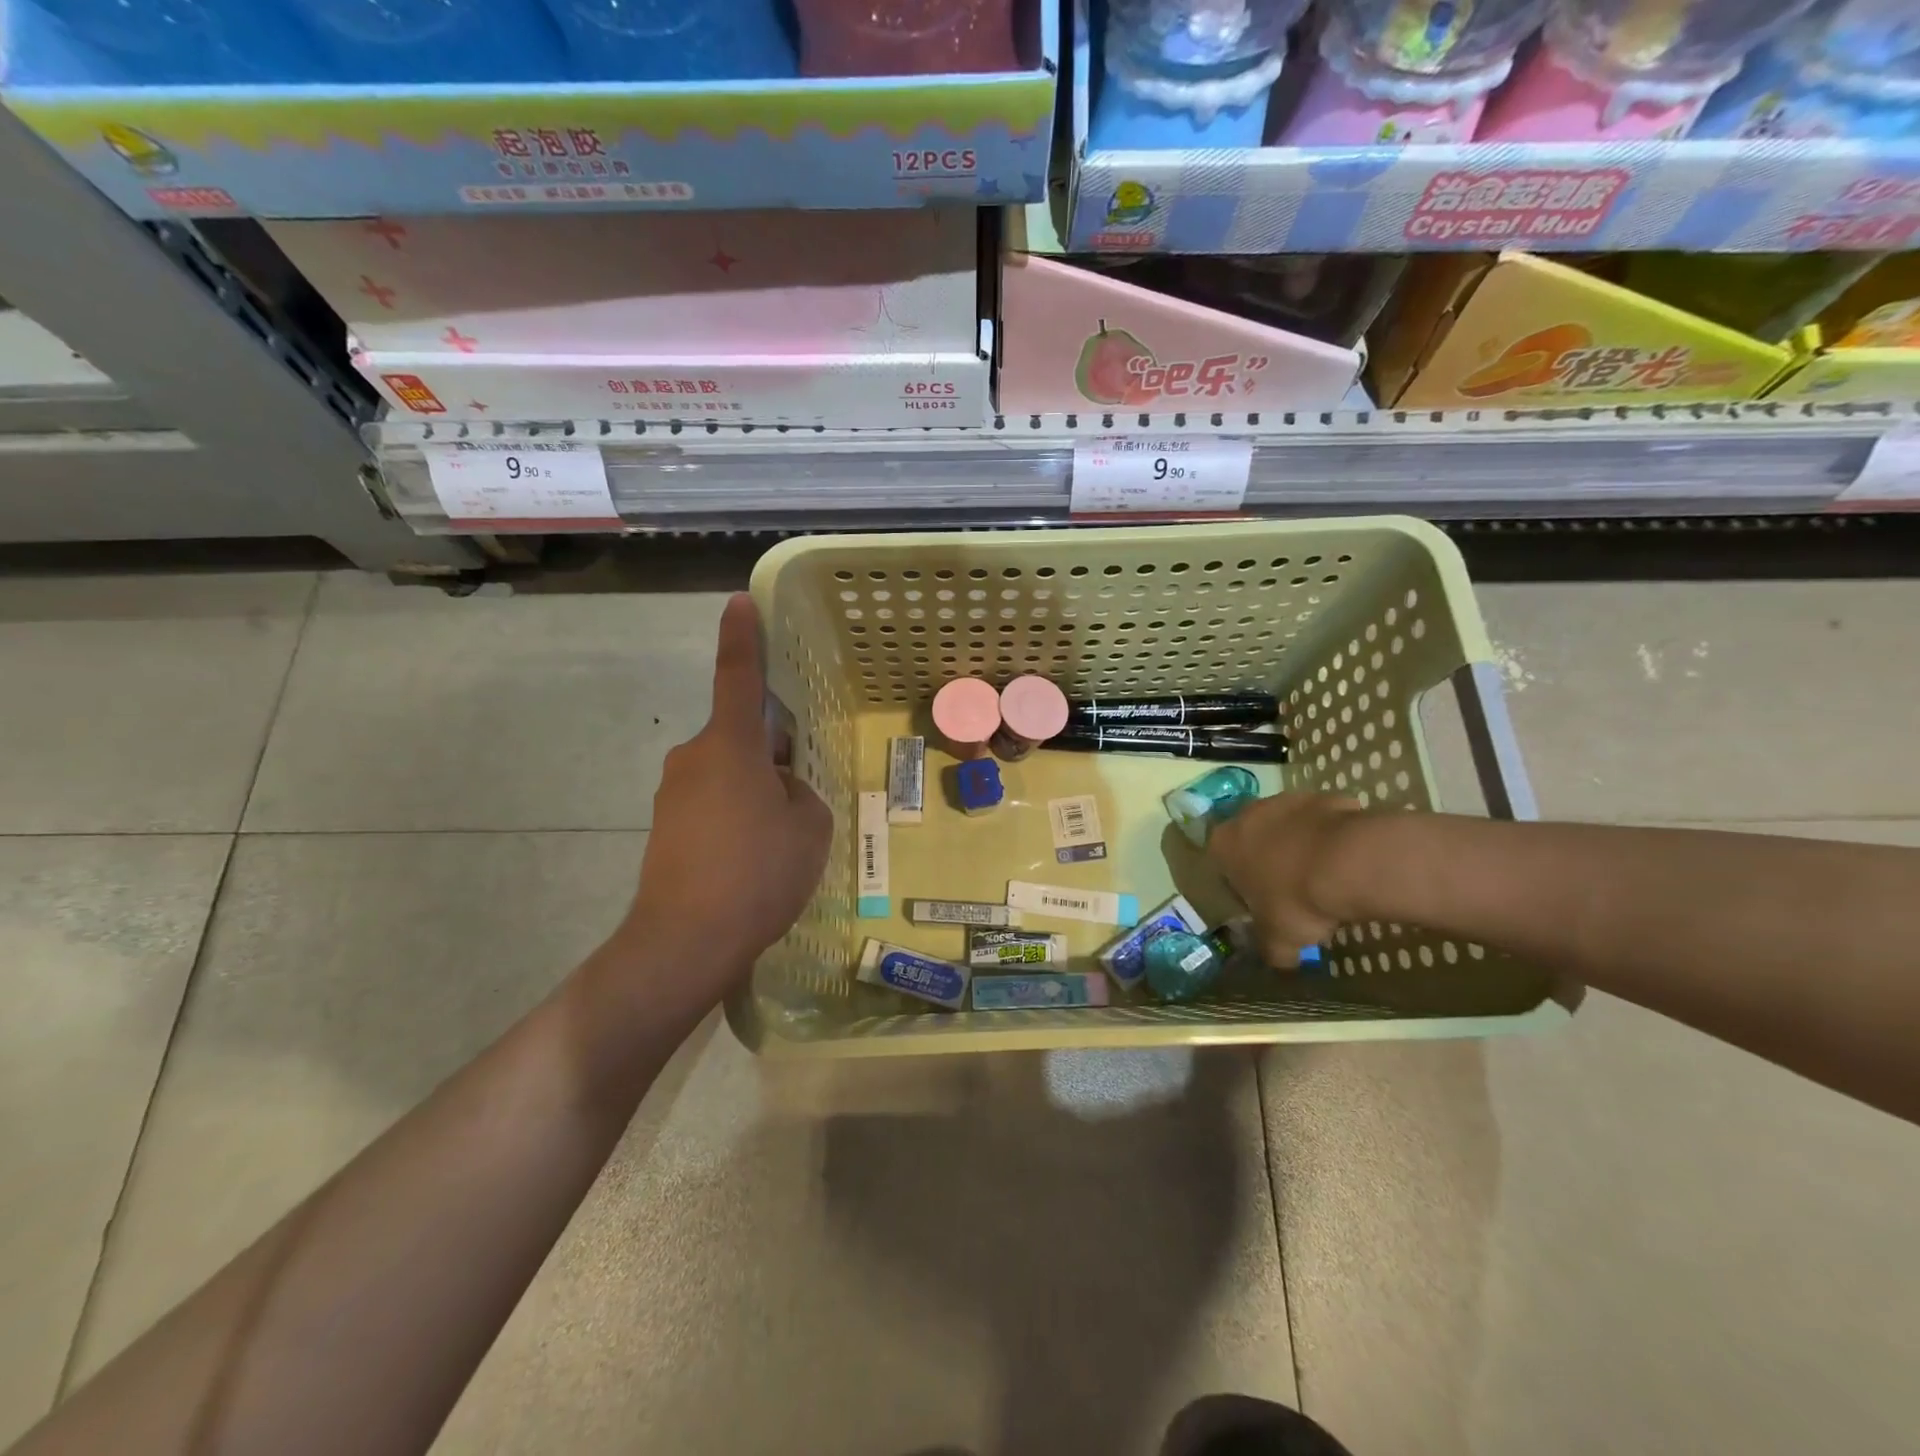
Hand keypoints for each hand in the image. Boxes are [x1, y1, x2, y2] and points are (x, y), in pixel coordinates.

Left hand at [612, 594, 832, 1012]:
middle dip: (770, 752)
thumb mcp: (808, 826)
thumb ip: (799, 792)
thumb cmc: (758, 871)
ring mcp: (673, 794)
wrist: (685, 941)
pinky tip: (752, 859)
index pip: (738, 676)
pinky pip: (711, 804)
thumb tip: (778, 787)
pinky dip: (735, 817)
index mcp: (730, 745)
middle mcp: (694, 757)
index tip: (739, 602)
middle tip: (799, 792)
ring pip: (727, 774)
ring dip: (754, 789)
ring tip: (778, 839)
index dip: (743, 636)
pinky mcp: (665, 828)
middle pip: (740, 736)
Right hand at [1206, 792, 1365, 959]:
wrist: (1350, 863)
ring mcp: (1285, 800)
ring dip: (1299, 844)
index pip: (1221, 862)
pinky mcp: (1322, 796)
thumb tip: (1280, 961)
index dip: (1241, 883)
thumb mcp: (1279, 941)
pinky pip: (1321, 820)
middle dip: (1269, 859)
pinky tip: (1346, 860)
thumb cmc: (1297, 900)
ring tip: (1324, 875)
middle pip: (1253, 839)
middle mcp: (1247, 815)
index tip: (1261, 901)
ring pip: (1288, 826)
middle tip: (1292, 889)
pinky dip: (1330, 836)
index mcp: (1223, 845)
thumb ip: (1272, 951)